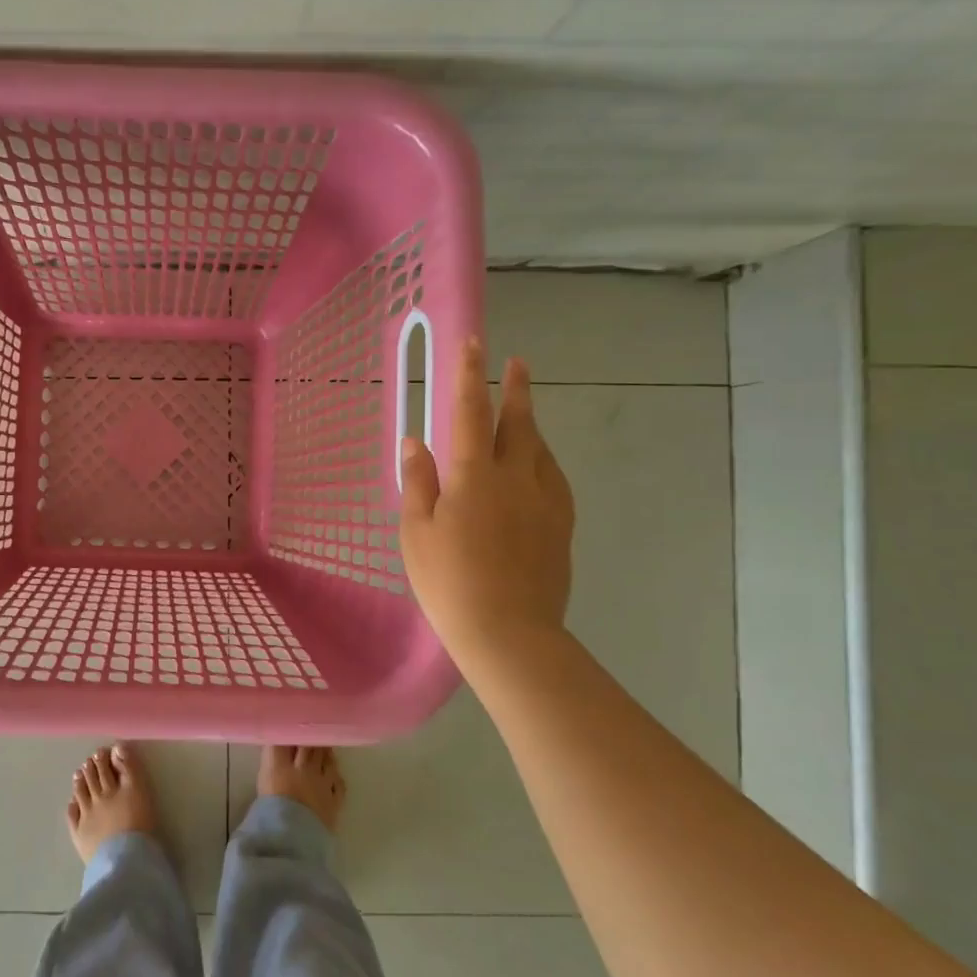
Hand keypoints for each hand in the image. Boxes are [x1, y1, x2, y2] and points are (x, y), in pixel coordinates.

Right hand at [400, 338, 574, 666]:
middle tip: (517, 362)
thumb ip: (418, 482)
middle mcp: (516, 478)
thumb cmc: (449, 581)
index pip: (471, 413)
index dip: (470, 376)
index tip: (474, 344)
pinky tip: (539, 465)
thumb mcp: (417, 532)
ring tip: (522, 412)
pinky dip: (543, 459)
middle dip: (515, 390)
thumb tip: (415, 441)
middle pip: (518, 423)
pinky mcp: (561, 526)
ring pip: (540, 449)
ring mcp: (545, 502)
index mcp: (474, 476)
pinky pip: (554, 478)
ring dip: (530, 424)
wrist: (509, 632)